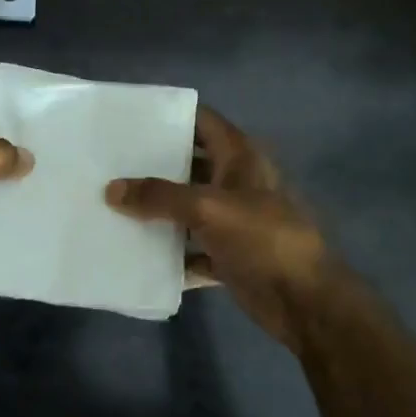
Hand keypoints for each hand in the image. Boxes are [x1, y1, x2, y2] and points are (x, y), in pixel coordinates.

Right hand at [106, 107, 347, 354]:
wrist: (305, 301)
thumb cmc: (262, 239)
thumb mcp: (208, 208)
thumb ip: (159, 196)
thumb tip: (111, 189)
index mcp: (239, 157)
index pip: (202, 120)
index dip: (170, 115)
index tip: (131, 117)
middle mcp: (236, 182)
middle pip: (190, 164)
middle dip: (154, 165)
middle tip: (111, 162)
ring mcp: (234, 221)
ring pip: (188, 208)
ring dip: (158, 210)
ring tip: (114, 204)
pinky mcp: (229, 255)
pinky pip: (191, 249)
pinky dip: (170, 253)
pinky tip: (137, 253)